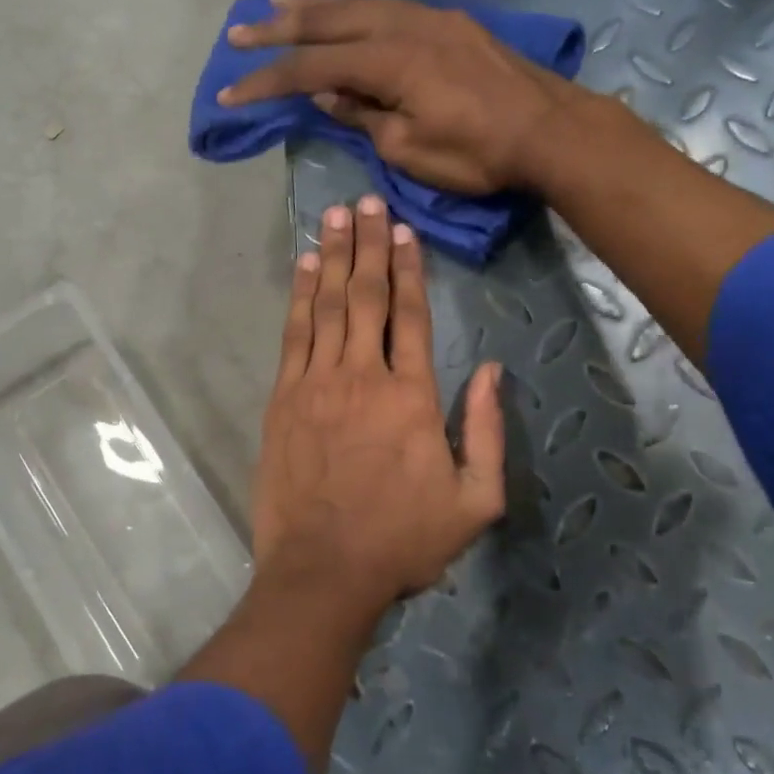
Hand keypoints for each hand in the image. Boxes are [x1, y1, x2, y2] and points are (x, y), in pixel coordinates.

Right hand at [221, 0, 569, 194]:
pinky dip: (356, 6)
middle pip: (329, 21)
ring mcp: (430, 18)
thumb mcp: (410, 150)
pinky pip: (390, 5)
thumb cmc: (479, 153)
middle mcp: (404, 26)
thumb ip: (364, 117)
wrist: (550, 130)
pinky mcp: (450, 23)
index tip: (231, 92)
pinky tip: (344, 8)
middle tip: (238, 30)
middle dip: (279, 27)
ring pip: (360, 3)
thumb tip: (329, 94)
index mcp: (389, 61)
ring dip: (315, 4)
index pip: (312, 68)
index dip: (268, 81)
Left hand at [253, 193, 505, 614]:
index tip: (402, 230)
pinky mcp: (283, 400)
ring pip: (327, 306)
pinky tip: (304, 269)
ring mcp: (317, 385)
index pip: (411, 315)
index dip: (408, 268)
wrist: (325, 571)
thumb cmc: (404, 540)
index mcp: (412, 396)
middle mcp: (363, 376)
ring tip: (335, 217)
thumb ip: (487, 430)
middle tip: (365, 202)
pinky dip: (299, 297)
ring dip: (332, 258)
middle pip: (366, 297)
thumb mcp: (475, 499)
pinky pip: (293, 336)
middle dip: (367, 246)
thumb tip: (490, 370)